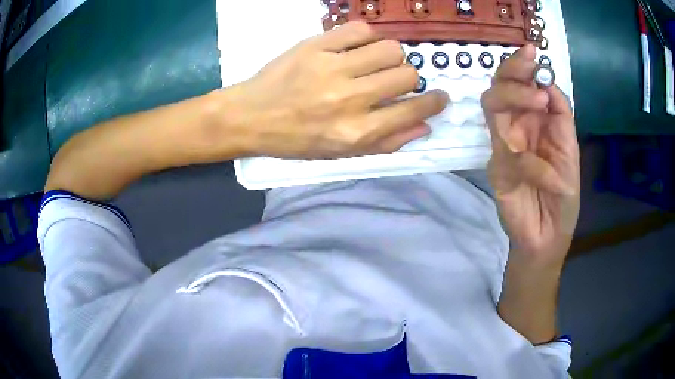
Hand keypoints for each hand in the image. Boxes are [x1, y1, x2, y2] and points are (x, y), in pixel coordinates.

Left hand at [224, 21, 447, 158]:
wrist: (250, 117)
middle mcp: (349, 99)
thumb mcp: (341, 153)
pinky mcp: (315, 46)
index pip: (413, 111)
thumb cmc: (296, 140)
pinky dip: (366, 36)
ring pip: (389, 49)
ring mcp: (332, 68)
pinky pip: (360, 29)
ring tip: (374, 62)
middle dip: (409, 78)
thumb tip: (425, 126)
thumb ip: (386, 142)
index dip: (433, 102)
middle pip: (407, 74)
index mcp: (356, 131)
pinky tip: (356, 47)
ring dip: (390, 56)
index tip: (439, 97)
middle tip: (394, 80)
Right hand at [481, 45, 579, 267]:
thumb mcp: (570, 151)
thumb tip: (547, 82)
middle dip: (513, 70)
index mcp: (535, 121)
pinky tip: (549, 177)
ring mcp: (504, 146)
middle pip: (501, 87)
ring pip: (492, 106)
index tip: (533, 52)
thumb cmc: (563, 198)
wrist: (548, 238)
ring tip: (539, 100)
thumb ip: (561, 117)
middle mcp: (517, 127)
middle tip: (529, 61)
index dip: (523, 66)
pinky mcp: (497, 170)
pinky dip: (530, 162)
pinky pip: (507, 153)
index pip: (521, 84)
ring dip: (513, 96)